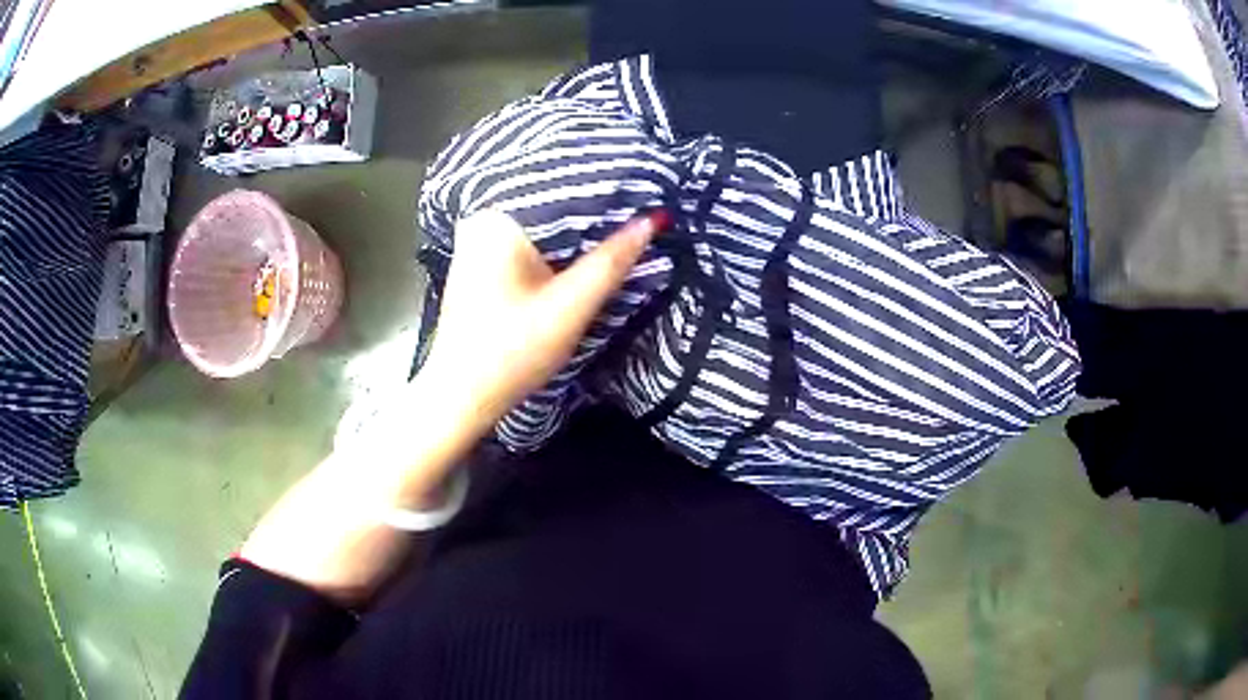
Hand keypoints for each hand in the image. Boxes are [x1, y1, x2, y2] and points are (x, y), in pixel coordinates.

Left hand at [240, 208, 663, 602]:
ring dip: (578, 234)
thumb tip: (652, 219)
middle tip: (643, 210)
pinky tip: (587, 253)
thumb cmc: (511, 352)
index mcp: (498, 220)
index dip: (610, 194)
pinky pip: (530, 245)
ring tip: (625, 227)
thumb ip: (612, 262)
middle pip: (554, 209)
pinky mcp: (481, 265)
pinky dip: (558, 249)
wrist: (459, 397)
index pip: (565, 191)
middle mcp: (484, 222)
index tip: (648, 193)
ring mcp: (478, 243)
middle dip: (595, 214)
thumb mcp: (569, 307)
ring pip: (543, 229)